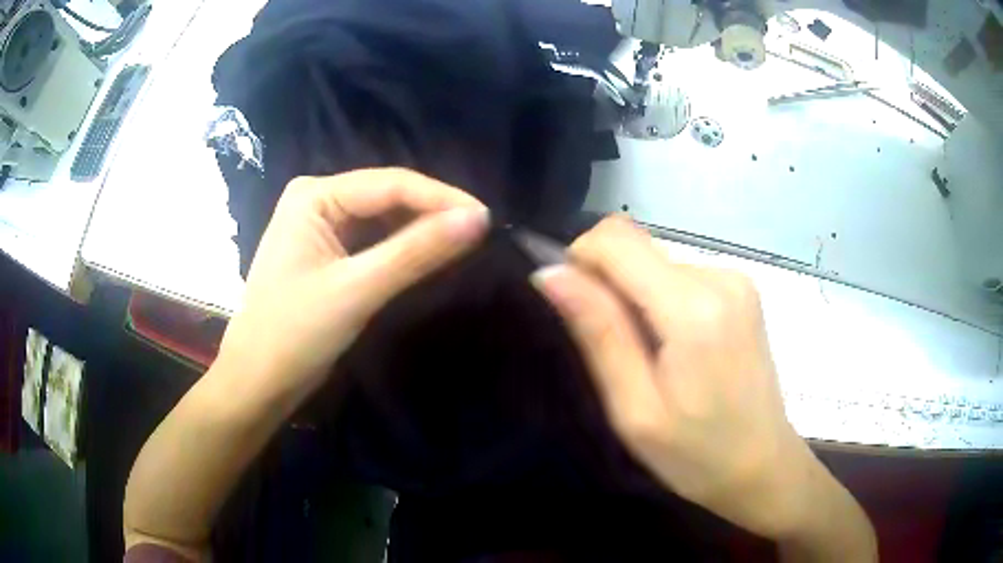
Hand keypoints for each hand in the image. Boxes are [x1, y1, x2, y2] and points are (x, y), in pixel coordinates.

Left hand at [218, 168, 488, 401]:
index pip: (390, 184)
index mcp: (314, 195)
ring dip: (421, 231)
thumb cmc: (294, 333)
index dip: (442, 198)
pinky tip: (430, 255)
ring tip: (464, 243)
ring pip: (384, 219)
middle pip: (388, 197)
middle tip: (481, 233)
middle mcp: (318, 200)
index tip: (488, 218)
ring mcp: (322, 226)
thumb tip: (479, 219)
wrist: (258, 381)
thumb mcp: (356, 290)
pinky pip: (375, 241)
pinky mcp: (329, 252)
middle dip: (433, 212)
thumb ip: (416, 251)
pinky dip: (403, 249)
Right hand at [531, 217, 844, 540]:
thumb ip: (598, 333)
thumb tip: (550, 274)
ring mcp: (736, 279)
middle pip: (635, 247)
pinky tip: (676, 350)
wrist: (763, 466)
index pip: (614, 240)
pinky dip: (662, 302)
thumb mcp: (634, 409)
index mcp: (694, 308)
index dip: (579, 262)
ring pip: (655, 261)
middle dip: (608, 286)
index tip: (576, 312)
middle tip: (617, 352)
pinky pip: (680, 276)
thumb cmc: (695, 454)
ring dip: (637, 298)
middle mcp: (720, 276)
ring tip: (650, 359)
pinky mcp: (742, 289)